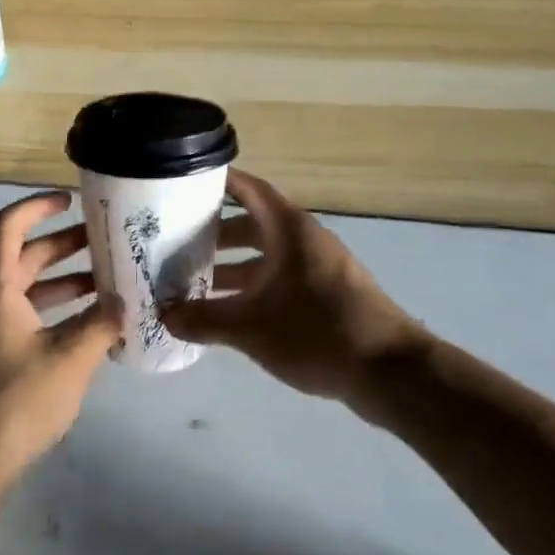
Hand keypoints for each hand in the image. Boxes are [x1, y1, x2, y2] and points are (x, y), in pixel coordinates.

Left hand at [0, 191, 120, 487]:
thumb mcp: (69, 359)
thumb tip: (126, 304)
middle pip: (21, 256)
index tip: (72, 201)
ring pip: (24, 289)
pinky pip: (24, 317)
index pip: (8, 226)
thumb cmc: (14, 401)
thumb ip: (101, 325)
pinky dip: (53, 312)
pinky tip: (88, 327)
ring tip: (106, 283)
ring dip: (61, 281)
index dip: (37, 206)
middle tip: (105, 242)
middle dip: (62, 245)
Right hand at [160, 169, 428, 407]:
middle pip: (253, 224)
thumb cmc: (317, 333)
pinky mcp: (326, 295)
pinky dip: (253, 287)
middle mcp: (304, 241)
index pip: (249, 189)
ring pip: (266, 256)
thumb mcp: (251, 329)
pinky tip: (229, 312)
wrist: (390, 372)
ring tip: (194, 281)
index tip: (184, 181)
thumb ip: (203, 320)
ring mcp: (318, 268)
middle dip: (215, 232)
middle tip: (176, 241)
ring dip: (232, 265)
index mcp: (289, 231)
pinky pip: (280, 279)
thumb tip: (163, 316)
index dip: (219, 181)